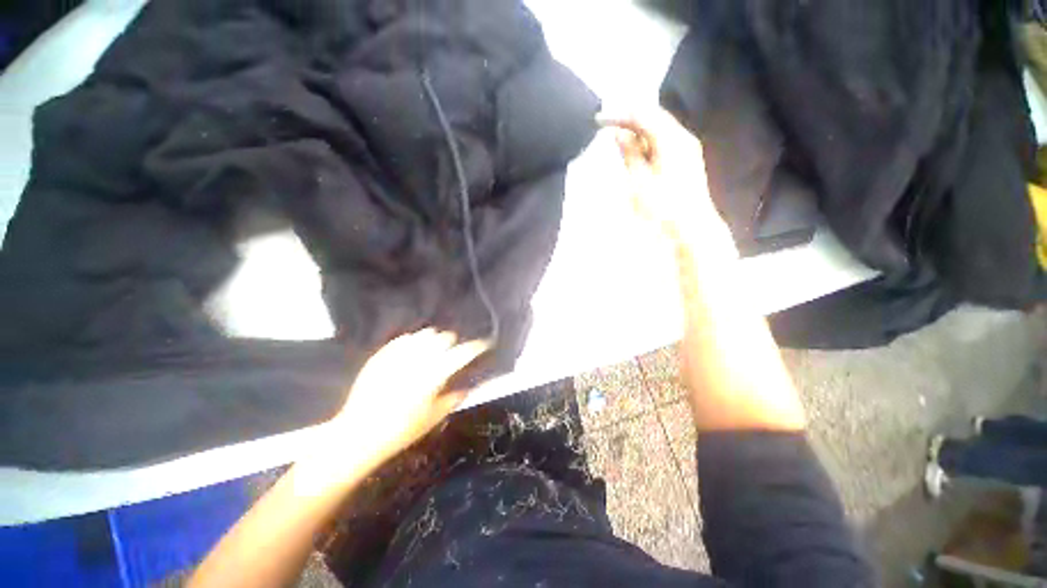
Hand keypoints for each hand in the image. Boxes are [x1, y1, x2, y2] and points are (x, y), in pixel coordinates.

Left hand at [320, 329, 488, 471]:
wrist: (359, 434)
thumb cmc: (402, 430)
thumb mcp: (434, 417)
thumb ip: (454, 398)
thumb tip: (467, 387)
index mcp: (436, 373)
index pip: (463, 352)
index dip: (476, 347)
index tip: (483, 345)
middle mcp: (420, 358)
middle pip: (445, 337)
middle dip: (453, 343)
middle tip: (453, 354)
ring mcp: (400, 354)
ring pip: (425, 334)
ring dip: (434, 340)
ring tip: (433, 351)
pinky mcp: (383, 355)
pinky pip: (404, 339)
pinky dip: (413, 343)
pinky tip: (412, 353)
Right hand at [602, 109, 736, 257]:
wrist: (690, 228)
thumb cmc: (662, 207)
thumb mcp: (639, 181)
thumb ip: (630, 153)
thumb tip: (619, 133)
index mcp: (671, 139)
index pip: (644, 114)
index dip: (621, 114)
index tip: (599, 121)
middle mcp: (683, 137)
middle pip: (654, 118)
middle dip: (630, 120)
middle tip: (608, 128)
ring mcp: (687, 148)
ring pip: (659, 130)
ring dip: (638, 132)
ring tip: (619, 141)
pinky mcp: (687, 160)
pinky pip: (664, 142)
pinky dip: (648, 143)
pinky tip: (637, 153)